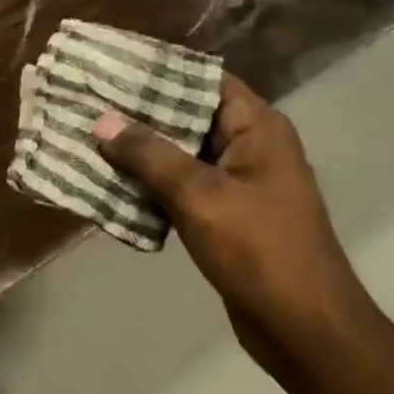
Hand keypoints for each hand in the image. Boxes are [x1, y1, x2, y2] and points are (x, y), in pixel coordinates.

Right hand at [93, 73, 375, 387]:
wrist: (304, 328)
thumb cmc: (258, 250)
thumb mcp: (199, 195)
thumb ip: (149, 154)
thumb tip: (102, 121)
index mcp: (257, 127)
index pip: (204, 79)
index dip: (160, 70)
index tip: (112, 66)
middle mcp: (251, 146)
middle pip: (189, 115)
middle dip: (140, 112)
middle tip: (89, 103)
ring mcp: (240, 183)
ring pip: (182, 154)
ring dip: (141, 152)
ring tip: (90, 138)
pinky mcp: (227, 216)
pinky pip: (183, 188)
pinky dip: (151, 185)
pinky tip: (111, 184)